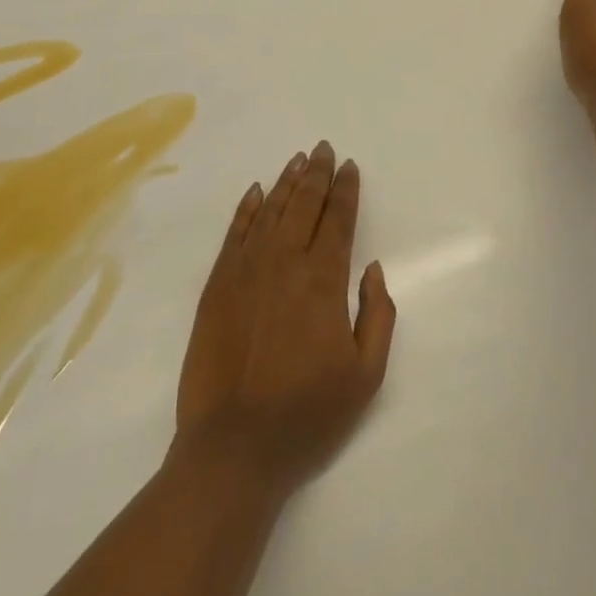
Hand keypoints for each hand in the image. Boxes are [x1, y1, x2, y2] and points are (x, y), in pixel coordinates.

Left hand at [174, 142, 396, 499]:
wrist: (233, 446)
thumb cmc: (307, 414)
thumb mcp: (366, 375)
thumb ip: (378, 315)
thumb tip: (372, 268)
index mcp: (324, 282)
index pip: (338, 221)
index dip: (345, 190)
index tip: (349, 166)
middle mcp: (285, 263)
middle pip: (304, 205)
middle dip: (317, 174)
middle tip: (324, 148)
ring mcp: (246, 271)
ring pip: (271, 211)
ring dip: (286, 182)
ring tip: (298, 160)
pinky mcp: (217, 285)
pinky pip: (235, 233)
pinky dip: (247, 209)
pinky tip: (256, 192)